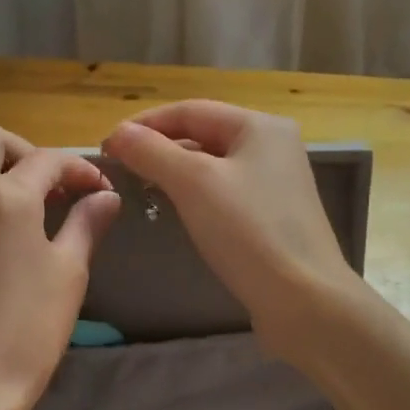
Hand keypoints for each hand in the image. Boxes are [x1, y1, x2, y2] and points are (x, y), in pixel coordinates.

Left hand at [0, 123, 121, 409]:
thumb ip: (86, 225)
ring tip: (1, 192)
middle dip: (22, 149)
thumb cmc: (29, 331)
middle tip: (44, 184)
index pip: (48, 161)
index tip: (96, 190)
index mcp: (9, 199)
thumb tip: (106, 197)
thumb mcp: (69, 274)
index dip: (79, 170)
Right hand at [101, 101, 362, 364]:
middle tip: (120, 169)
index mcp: (260, 126)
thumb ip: (151, 152)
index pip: (189, 110)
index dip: (144, 124)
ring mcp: (276, 183)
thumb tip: (118, 133)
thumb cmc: (248, 231)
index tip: (106, 147)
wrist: (303, 299)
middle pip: (203, 135)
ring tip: (140, 188)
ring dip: (174, 171)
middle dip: (158, 148)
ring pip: (212, 165)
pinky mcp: (273, 216)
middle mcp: (272, 146)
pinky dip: (195, 195)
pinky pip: (224, 192)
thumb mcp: (193, 183)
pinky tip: (176, 211)